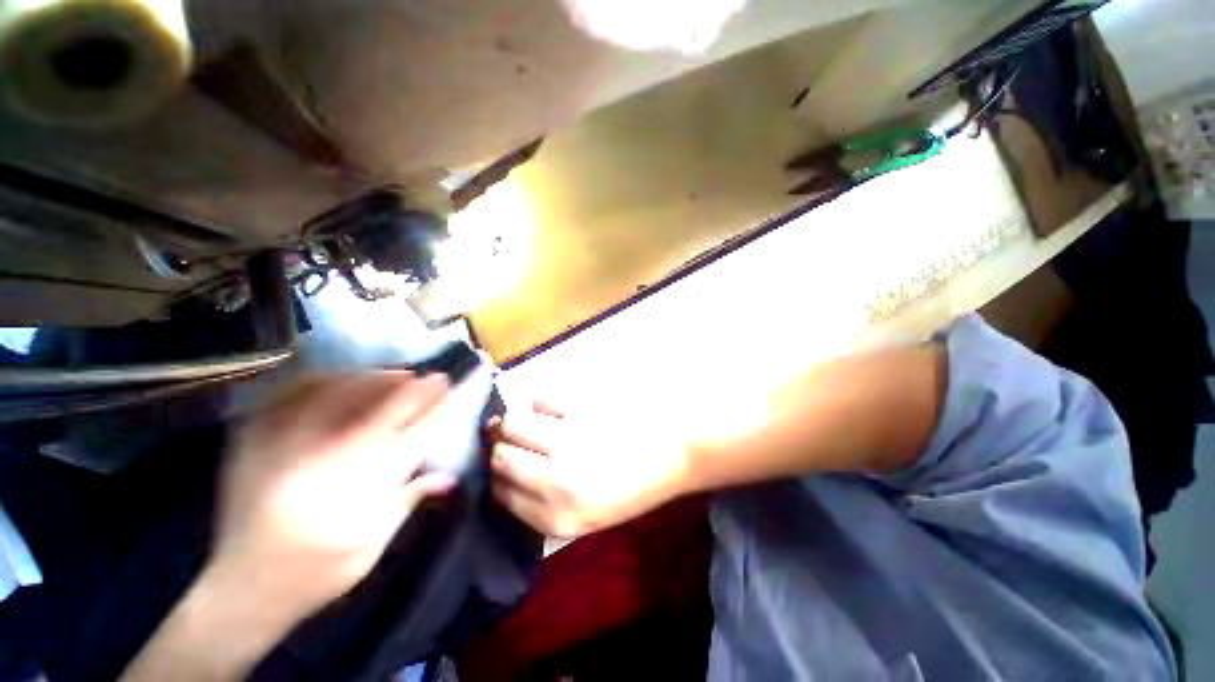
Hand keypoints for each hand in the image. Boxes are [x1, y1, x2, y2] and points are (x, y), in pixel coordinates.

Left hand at [210, 372, 458, 622]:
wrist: (241, 589)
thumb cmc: (317, 573)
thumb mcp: (373, 545)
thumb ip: (411, 500)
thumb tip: (451, 475)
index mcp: (356, 494)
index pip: (411, 436)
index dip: (436, 408)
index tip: (451, 389)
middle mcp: (320, 464)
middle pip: (380, 410)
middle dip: (413, 389)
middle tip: (433, 377)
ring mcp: (282, 447)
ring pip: (339, 395)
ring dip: (376, 380)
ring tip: (398, 375)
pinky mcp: (254, 441)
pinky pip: (293, 395)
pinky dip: (327, 379)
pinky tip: (346, 377)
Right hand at [489, 399, 690, 536]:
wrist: (674, 451)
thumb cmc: (634, 485)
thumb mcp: (590, 515)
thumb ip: (545, 504)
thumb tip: (506, 474)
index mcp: (559, 516)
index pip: (499, 494)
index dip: (498, 477)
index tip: (505, 465)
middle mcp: (557, 480)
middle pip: (499, 456)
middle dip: (502, 447)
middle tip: (516, 440)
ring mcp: (568, 440)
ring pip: (512, 423)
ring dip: (518, 422)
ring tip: (536, 422)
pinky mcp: (580, 408)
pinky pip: (541, 397)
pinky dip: (544, 402)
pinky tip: (559, 408)